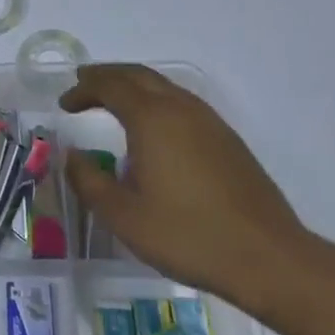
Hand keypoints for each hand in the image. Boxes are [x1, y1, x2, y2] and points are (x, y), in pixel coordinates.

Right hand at [59, 64, 307, 306]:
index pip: (110, 86)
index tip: (65, 103)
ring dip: (133, 86)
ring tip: (113, 101)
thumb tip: (71, 155)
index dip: (83, 89)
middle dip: (107, 76)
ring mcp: (209, 122)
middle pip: (138, 75)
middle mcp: (181, 109)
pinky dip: (156, 101)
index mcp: (152, 119)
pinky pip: (182, 103)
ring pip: (164, 86)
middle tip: (83, 84)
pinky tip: (153, 129)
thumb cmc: (187, 235)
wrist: (269, 259)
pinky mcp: (228, 140)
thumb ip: (88, 180)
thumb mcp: (123, 216)